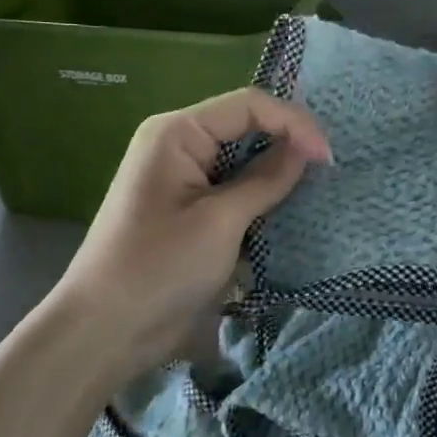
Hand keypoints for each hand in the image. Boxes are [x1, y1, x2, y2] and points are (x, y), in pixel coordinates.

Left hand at [51, 89, 330, 379]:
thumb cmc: (160, 268)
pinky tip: (289, 210)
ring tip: (318, 187)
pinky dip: (262, 196)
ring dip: (278, 172)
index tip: (329, 157)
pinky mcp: (191, 210)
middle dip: (288, 143)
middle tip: (330, 170)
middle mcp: (180, 145)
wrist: (107, 330)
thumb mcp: (221, 221)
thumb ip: (266, 179)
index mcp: (178, 132)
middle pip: (246, 127)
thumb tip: (307, 148)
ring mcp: (184, 178)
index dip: (294, 122)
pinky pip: (234, 188)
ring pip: (244, 159)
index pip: (248, 105)